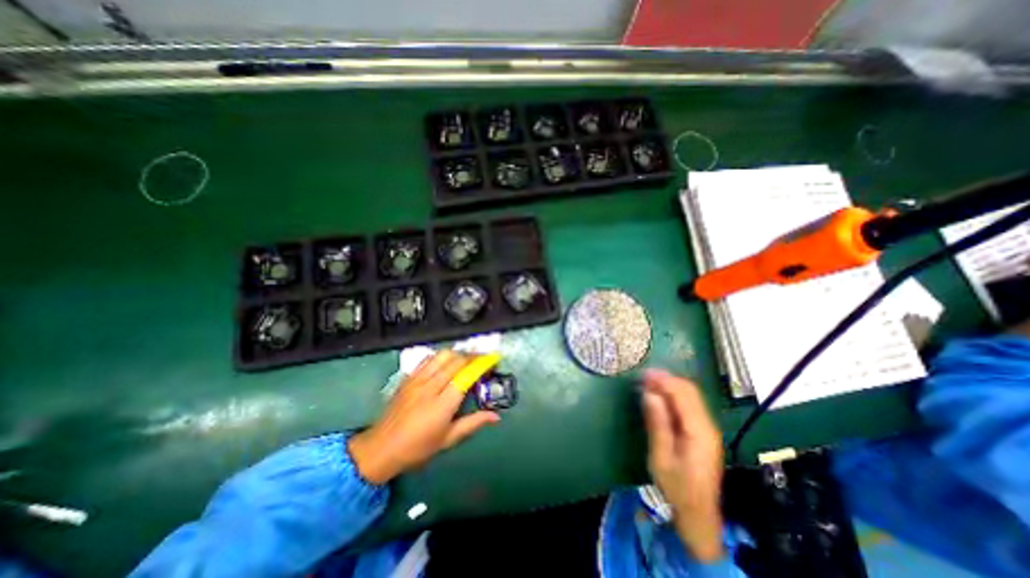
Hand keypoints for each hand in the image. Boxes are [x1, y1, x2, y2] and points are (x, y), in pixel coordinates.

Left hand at [351, 351, 503, 484]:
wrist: (380, 449)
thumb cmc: (417, 449)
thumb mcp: (448, 440)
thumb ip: (473, 423)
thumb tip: (496, 416)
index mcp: (442, 405)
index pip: (466, 376)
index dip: (482, 364)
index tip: (493, 359)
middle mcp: (430, 387)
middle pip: (455, 361)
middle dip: (473, 356)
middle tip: (484, 358)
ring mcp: (417, 380)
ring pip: (442, 355)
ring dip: (458, 353)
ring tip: (467, 358)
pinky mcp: (408, 378)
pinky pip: (428, 359)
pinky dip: (441, 356)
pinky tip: (446, 362)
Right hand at [642, 369, 722, 561]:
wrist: (698, 513)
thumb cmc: (676, 487)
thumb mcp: (661, 457)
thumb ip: (657, 424)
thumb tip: (649, 394)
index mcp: (699, 431)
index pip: (683, 394)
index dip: (663, 380)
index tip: (643, 373)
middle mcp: (708, 425)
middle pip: (690, 391)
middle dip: (666, 379)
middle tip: (643, 376)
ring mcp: (708, 427)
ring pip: (691, 395)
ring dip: (670, 385)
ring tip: (648, 382)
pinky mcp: (703, 431)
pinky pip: (689, 404)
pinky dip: (673, 395)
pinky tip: (659, 395)